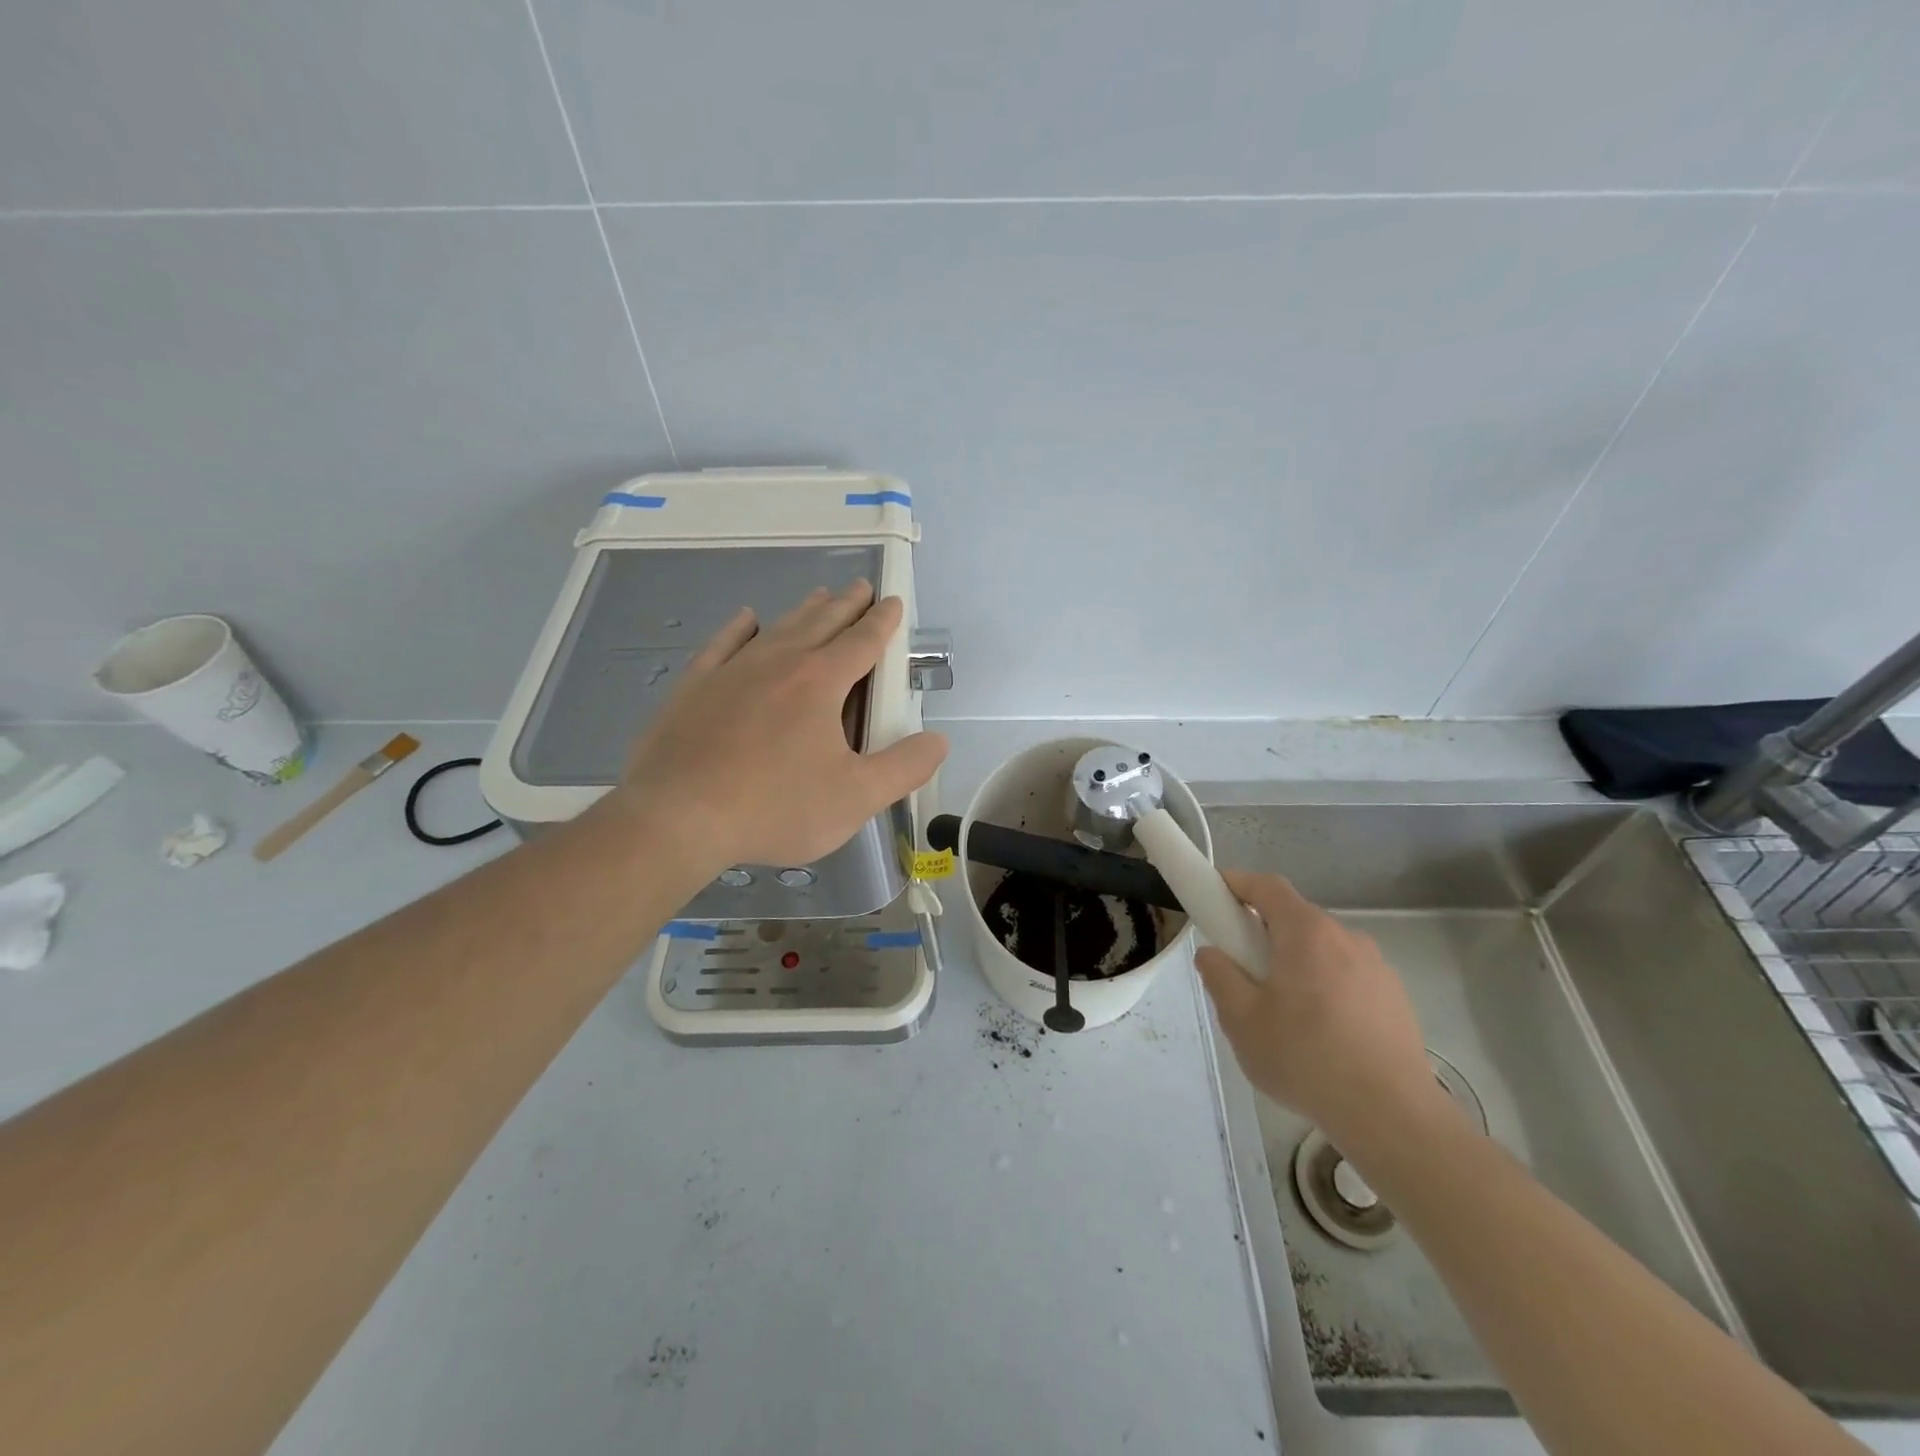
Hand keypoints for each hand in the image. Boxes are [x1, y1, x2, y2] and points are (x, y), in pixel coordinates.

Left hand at [602, 580, 947, 876]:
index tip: (893, 601)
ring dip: (804, 610)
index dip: (883, 622)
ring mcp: (733, 670)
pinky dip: (740, 628)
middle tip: (861, 588)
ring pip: (778, 628)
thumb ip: (904, 767)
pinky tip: (747, 619)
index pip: (862, 642)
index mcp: (821, 683)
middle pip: (822, 623)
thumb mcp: (855, 797)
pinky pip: (724, 644)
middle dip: (847, 605)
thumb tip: (938, 741)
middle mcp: (780, 663)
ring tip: (820, 595)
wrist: (677, 816)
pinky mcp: (695, 686)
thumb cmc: (775, 807)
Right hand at [1195, 871, 1448, 1150]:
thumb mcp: (1241, 1020)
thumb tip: (1212, 955)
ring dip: (1296, 963)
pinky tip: (1321, 1034)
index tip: (1215, 895)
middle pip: (1295, 918)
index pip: (1267, 886)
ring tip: (1282, 1012)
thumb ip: (1219, 977)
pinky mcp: (1395, 998)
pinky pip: (1347, 976)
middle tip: (1241, 969)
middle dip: (1263, 932)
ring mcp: (1377, 967)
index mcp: (1307, 933)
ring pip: (1322, 950)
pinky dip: (1325, 987)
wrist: (1392, 1117)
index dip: (1237, 883)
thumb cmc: (1305, 1058)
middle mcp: (1346, 937)